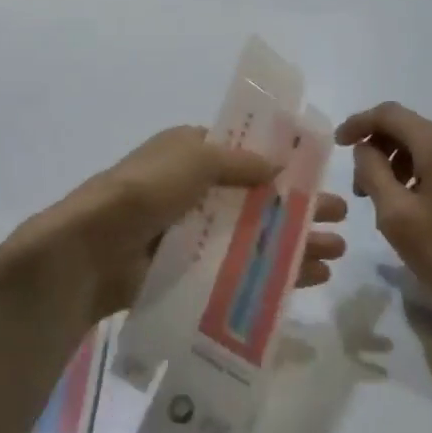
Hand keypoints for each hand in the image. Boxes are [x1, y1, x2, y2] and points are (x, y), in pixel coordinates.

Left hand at [13, 126, 347, 321]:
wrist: (89, 251)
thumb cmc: (143, 192)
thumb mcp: (191, 158)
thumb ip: (237, 160)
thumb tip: (277, 164)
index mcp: (188, 153)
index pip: (242, 152)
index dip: (280, 160)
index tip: (317, 171)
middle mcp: (192, 190)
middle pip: (257, 197)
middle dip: (298, 206)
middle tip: (342, 215)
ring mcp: (192, 233)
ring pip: (254, 235)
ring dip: (293, 242)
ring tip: (337, 252)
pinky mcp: (190, 272)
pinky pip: (239, 269)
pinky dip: (271, 273)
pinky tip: (308, 279)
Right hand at [335, 103, 431, 341]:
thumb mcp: (396, 216)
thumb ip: (372, 172)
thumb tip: (365, 149)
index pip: (390, 114)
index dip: (358, 123)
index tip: (337, 146)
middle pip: (408, 128)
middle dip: (376, 148)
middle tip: (358, 189)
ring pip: (424, 147)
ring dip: (394, 164)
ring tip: (381, 203)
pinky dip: (416, 175)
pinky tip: (409, 210)